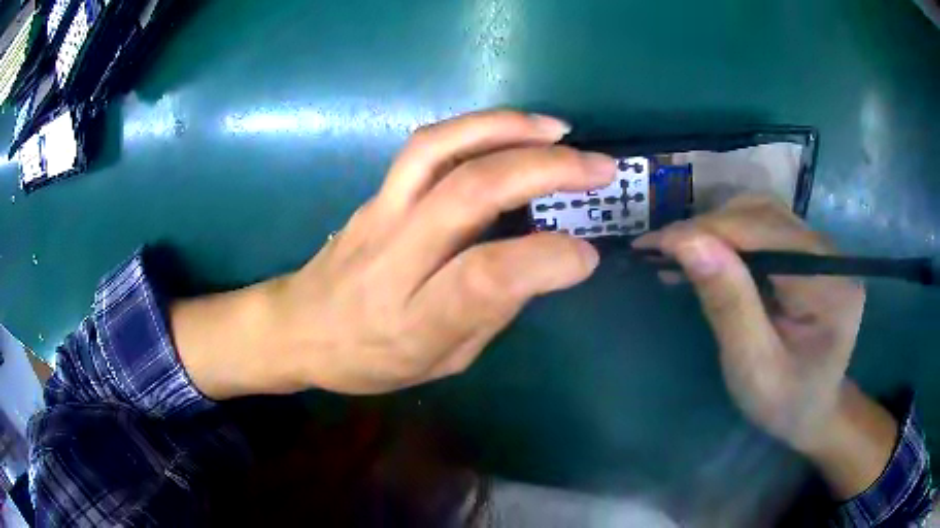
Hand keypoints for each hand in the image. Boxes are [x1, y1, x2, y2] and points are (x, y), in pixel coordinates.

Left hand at [172, 110, 615, 397]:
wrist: (299, 327)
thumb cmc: (369, 359)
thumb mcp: (441, 362)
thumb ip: (491, 312)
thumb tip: (544, 261)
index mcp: (414, 319)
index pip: (484, 278)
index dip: (546, 260)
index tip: (587, 255)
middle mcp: (395, 256)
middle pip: (469, 193)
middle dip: (545, 171)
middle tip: (599, 167)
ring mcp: (380, 214)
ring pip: (440, 149)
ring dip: (506, 128)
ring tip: (558, 130)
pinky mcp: (376, 192)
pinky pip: (425, 147)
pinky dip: (475, 128)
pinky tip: (511, 130)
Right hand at [634, 196, 895, 496]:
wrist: (813, 410)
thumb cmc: (784, 402)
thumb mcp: (752, 367)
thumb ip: (728, 304)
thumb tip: (687, 242)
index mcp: (827, 284)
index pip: (764, 234)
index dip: (707, 231)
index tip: (652, 246)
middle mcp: (829, 254)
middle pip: (763, 215)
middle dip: (708, 228)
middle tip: (661, 252)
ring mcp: (821, 249)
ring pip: (761, 213)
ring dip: (717, 227)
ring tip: (681, 253)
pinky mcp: (809, 253)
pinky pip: (765, 227)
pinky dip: (730, 234)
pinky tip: (709, 254)